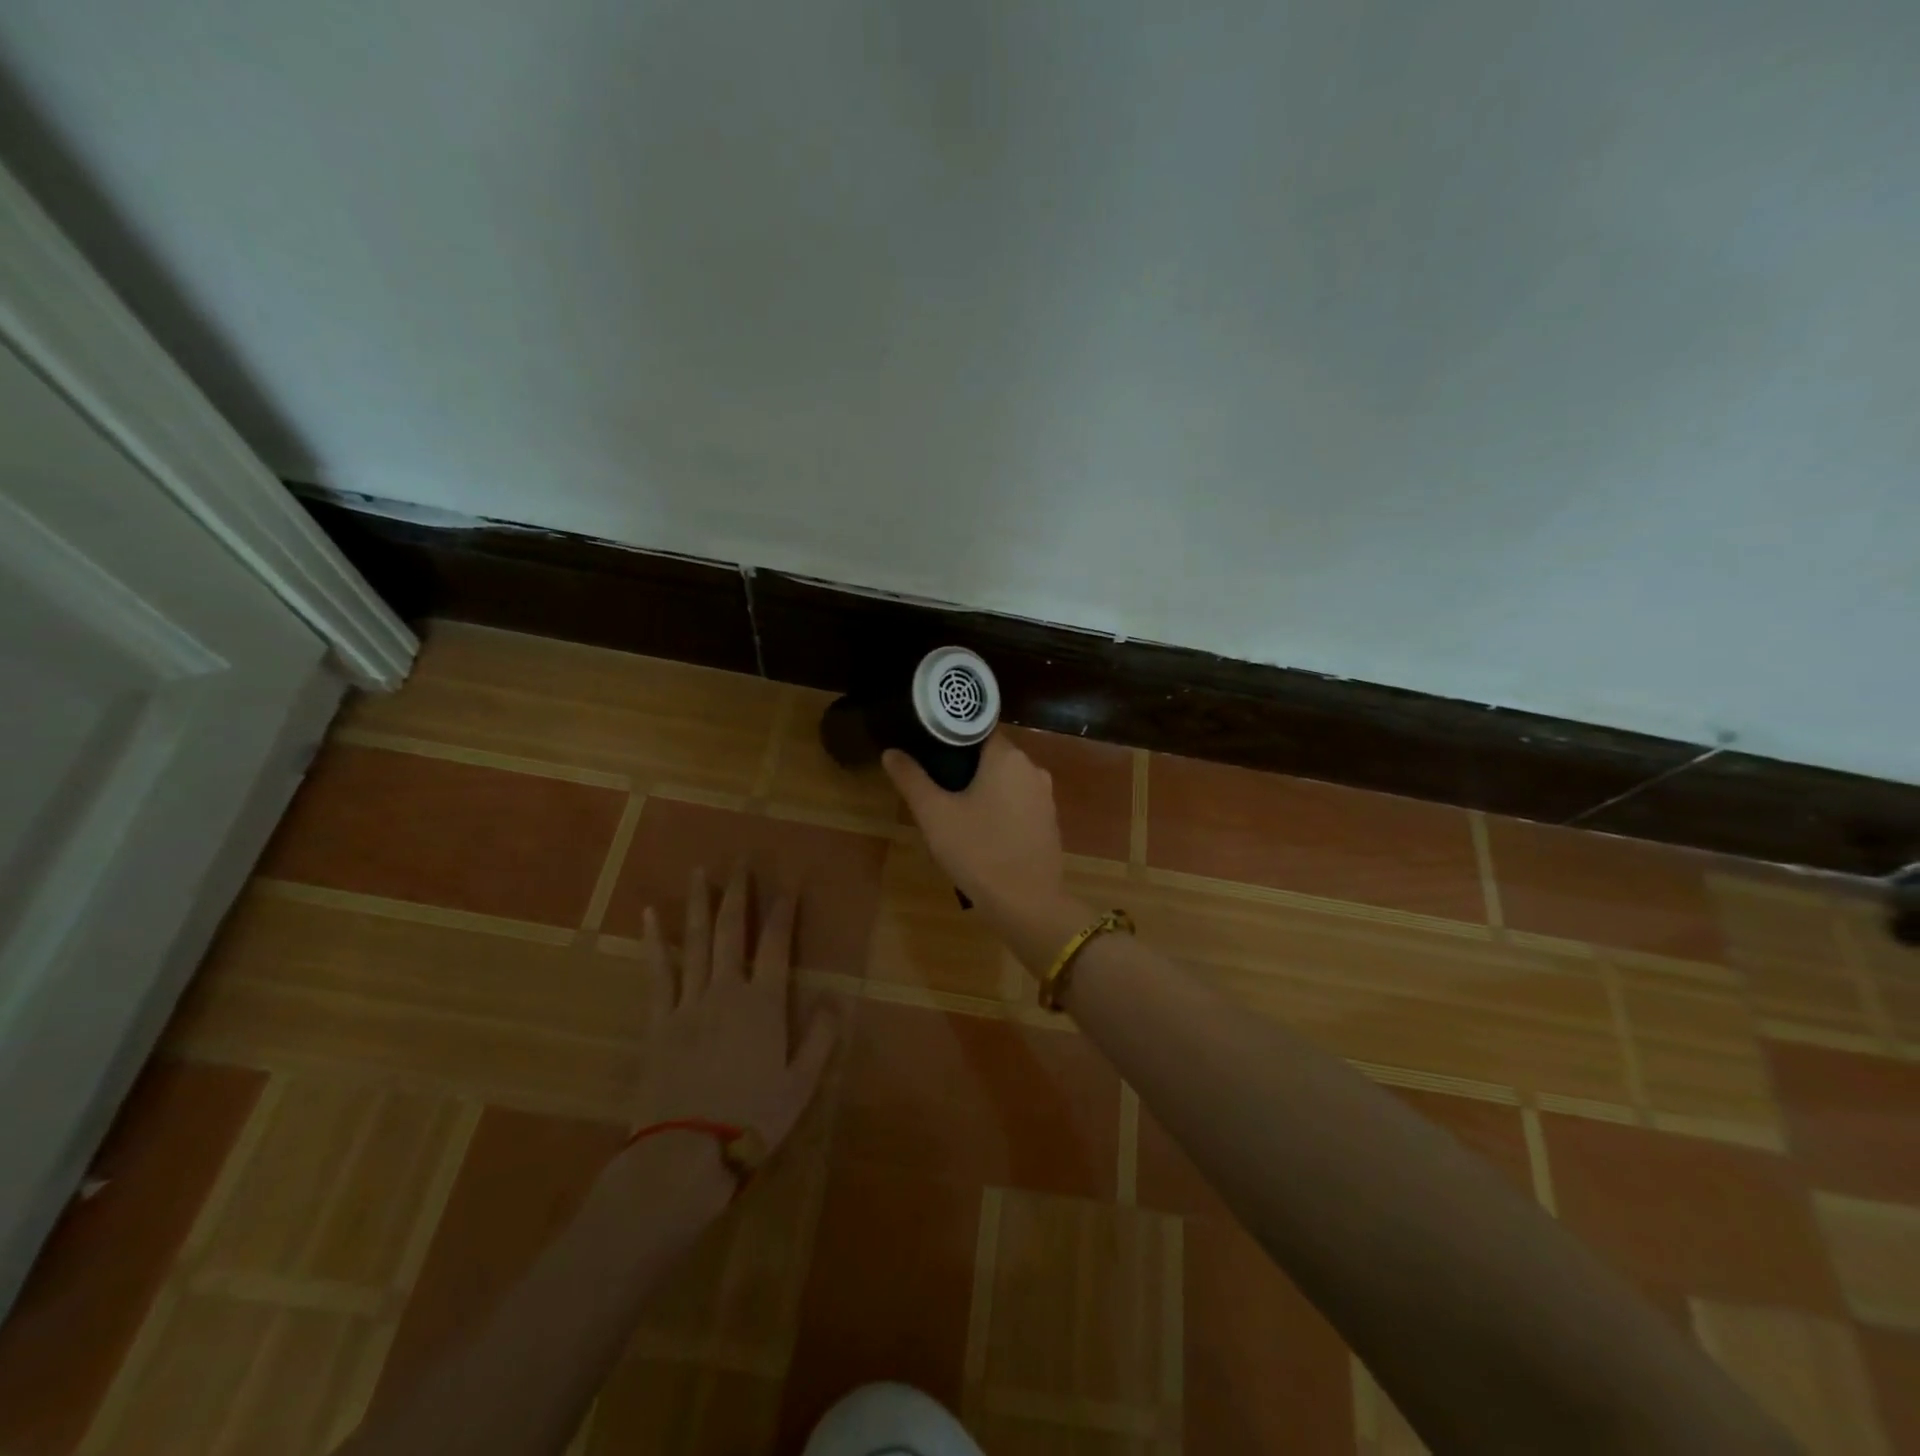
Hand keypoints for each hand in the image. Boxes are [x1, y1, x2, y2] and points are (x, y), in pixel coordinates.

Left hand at [612, 866, 837, 1182]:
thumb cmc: (751, 1120)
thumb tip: (837, 999)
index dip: (785, 911)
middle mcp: (727, 991)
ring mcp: (688, 1003)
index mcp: (764, 1004)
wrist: (685, 1155)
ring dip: (700, 904)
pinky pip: (657, 972)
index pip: (778, 945)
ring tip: (701, 871)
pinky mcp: (658, 1021)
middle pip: (734, 932)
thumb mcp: (801, 1084)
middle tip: (741, 860)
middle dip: (739, 893)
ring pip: (697, 942)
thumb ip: (821, 1038)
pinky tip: (650, 915)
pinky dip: (654, 941)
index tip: (790, 883)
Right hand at [883, 736, 1091, 973]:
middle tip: (935, 786)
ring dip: (982, 789)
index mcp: (1007, 757)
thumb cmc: (978, 852)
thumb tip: (891, 752)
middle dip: (964, 767)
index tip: (927, 751)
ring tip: (954, 810)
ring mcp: (1045, 796)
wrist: (1027, 904)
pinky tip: (981, 831)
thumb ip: (912, 779)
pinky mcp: (1049, 821)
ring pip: (1005, 780)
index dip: (950, 737)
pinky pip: (1018, 802)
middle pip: (991, 755)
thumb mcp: (934, 815)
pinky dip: (999, 808)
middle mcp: (1032, 768)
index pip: (976, 729)